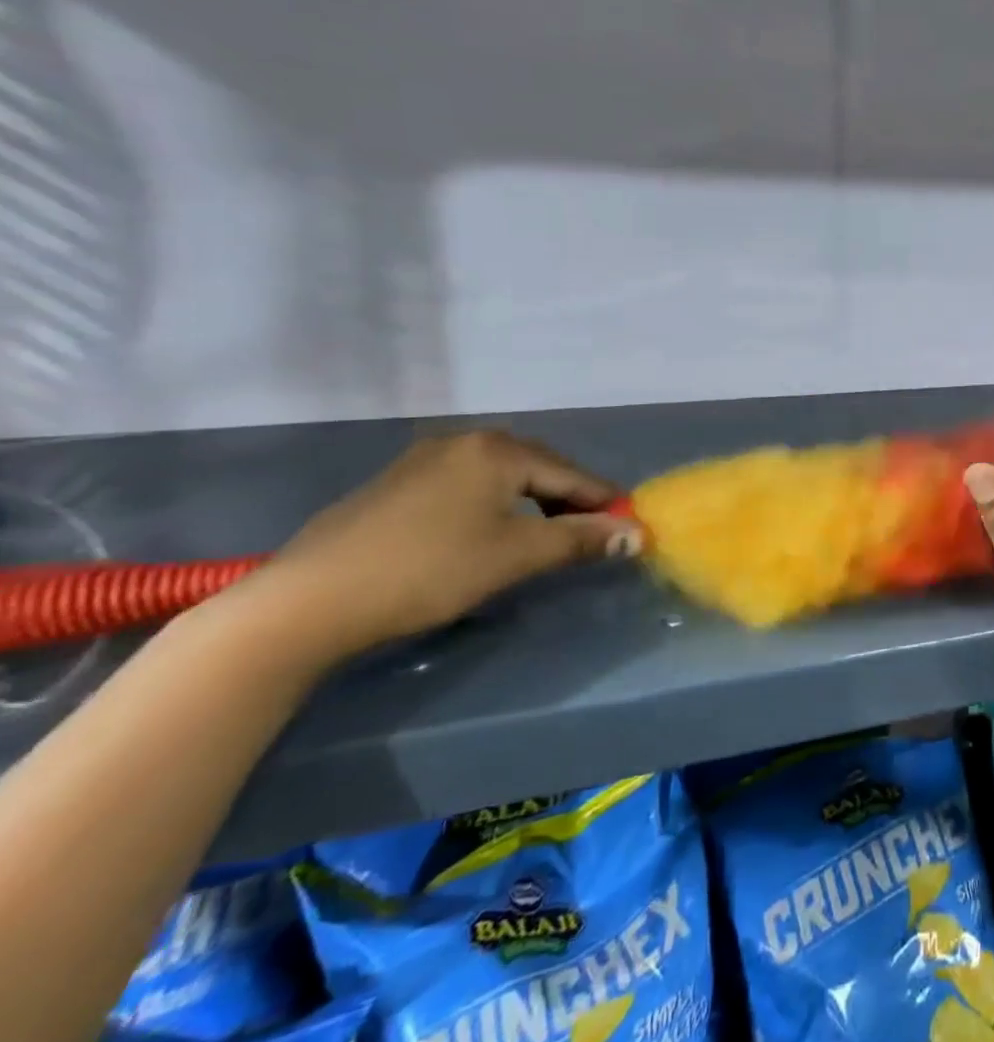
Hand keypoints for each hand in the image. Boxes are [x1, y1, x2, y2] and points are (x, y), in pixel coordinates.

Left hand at [210, 431, 641, 669]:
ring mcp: (423, 459)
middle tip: (588, 534)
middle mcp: (464, 441)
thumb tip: (638, 535)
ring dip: (530, 503)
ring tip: (543, 536)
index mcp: (498, 450)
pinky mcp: (395, 484)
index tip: (628, 527)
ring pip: (500, 477)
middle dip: (567, 500)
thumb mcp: (516, 555)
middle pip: (537, 468)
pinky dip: (492, 506)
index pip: (571, 474)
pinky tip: (487, 533)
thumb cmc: (429, 570)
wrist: (308, 601)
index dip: (603, 502)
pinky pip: (466, 485)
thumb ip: (581, 540)